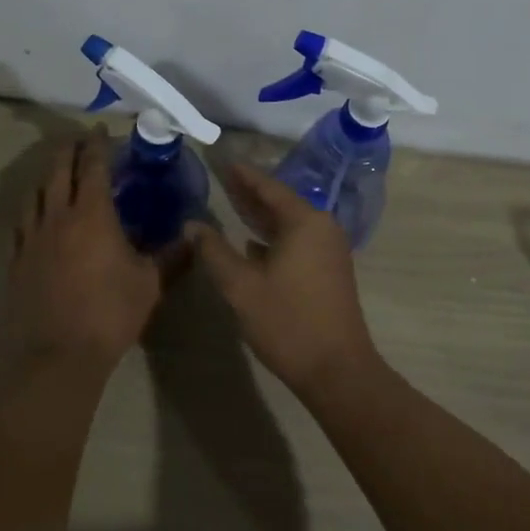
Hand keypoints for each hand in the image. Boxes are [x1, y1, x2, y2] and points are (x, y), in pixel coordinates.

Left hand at [4, 129, 159, 380]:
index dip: (97, 145)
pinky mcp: (16, 262)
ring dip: (47, 176)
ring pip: (35, 194)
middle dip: (69, 151)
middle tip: (78, 140)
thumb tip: (193, 236)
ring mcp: (32, 239)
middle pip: (58, 171)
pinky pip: (21, 224)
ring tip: (56, 172)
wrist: (58, 357)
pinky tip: (36, 215)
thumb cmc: (110, 313)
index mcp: (92, 215)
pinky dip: (30, 209)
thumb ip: (172, 255)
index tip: (100, 130)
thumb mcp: (150, 283)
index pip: (93, 167)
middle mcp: (58, 217)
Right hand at [184, 161, 378, 399]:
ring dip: (261, 216)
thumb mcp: (241, 287)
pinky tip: (252, 243)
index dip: (244, 175)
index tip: (223, 161)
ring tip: (232, 205)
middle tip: (222, 178)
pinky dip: (273, 237)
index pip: (269, 187)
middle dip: (251, 193)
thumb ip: (214, 252)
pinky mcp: (329, 269)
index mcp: (304, 221)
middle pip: (280, 202)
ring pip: (289, 223)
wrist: (337, 369)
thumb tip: (192, 224)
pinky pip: (297, 240)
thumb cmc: (288, 322)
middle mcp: (321, 227)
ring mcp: (329, 249)